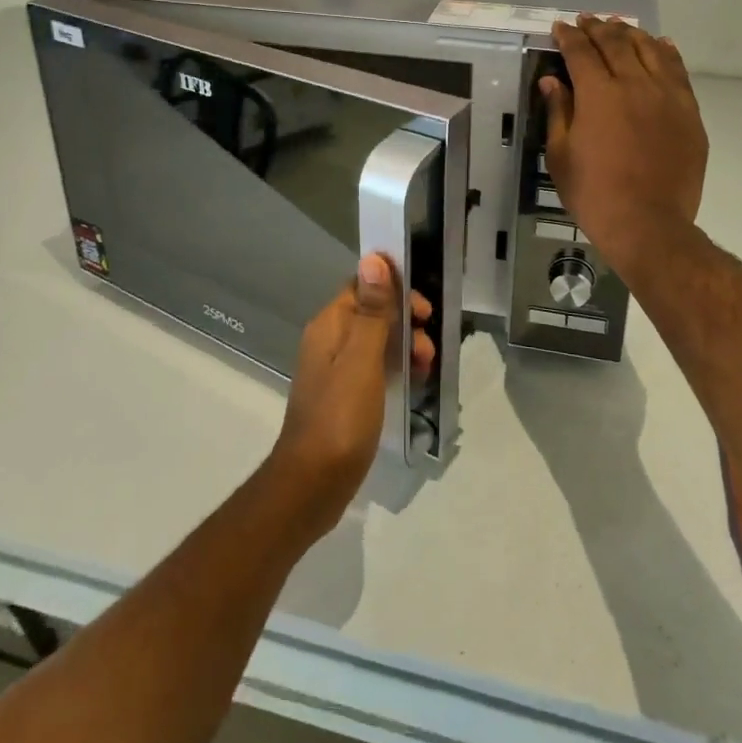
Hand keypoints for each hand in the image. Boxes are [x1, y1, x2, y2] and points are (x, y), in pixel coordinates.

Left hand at [266, 254, 432, 539]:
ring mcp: (335, 370)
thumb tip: (373, 258)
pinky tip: (414, 384)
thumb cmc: (340, 417)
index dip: (394, 289)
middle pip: (372, 313)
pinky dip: (395, 369)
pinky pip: (374, 368)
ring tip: (426, 369)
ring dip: (404, 347)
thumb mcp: (362, 359)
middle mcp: (329, 341)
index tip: (424, 310)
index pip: (362, 286)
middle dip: (405, 322)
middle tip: (428, 347)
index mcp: (329, 325)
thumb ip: (372, 310)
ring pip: (376, 342)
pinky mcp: (344, 396)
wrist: (312, 484)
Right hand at [542, 16, 707, 275]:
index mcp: (598, 95)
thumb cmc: (594, 193)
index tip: (561, 26)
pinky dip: (667, 53)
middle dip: (598, 28)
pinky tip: (661, 44)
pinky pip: (678, 72)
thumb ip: (558, 112)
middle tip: (587, 20)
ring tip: (620, 26)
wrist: (648, 224)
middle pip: (616, 44)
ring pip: (650, 50)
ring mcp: (667, 97)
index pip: (581, 52)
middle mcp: (634, 85)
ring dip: (632, 34)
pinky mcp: (689, 113)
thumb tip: (552, 81)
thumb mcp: (561, 155)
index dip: (569, 36)